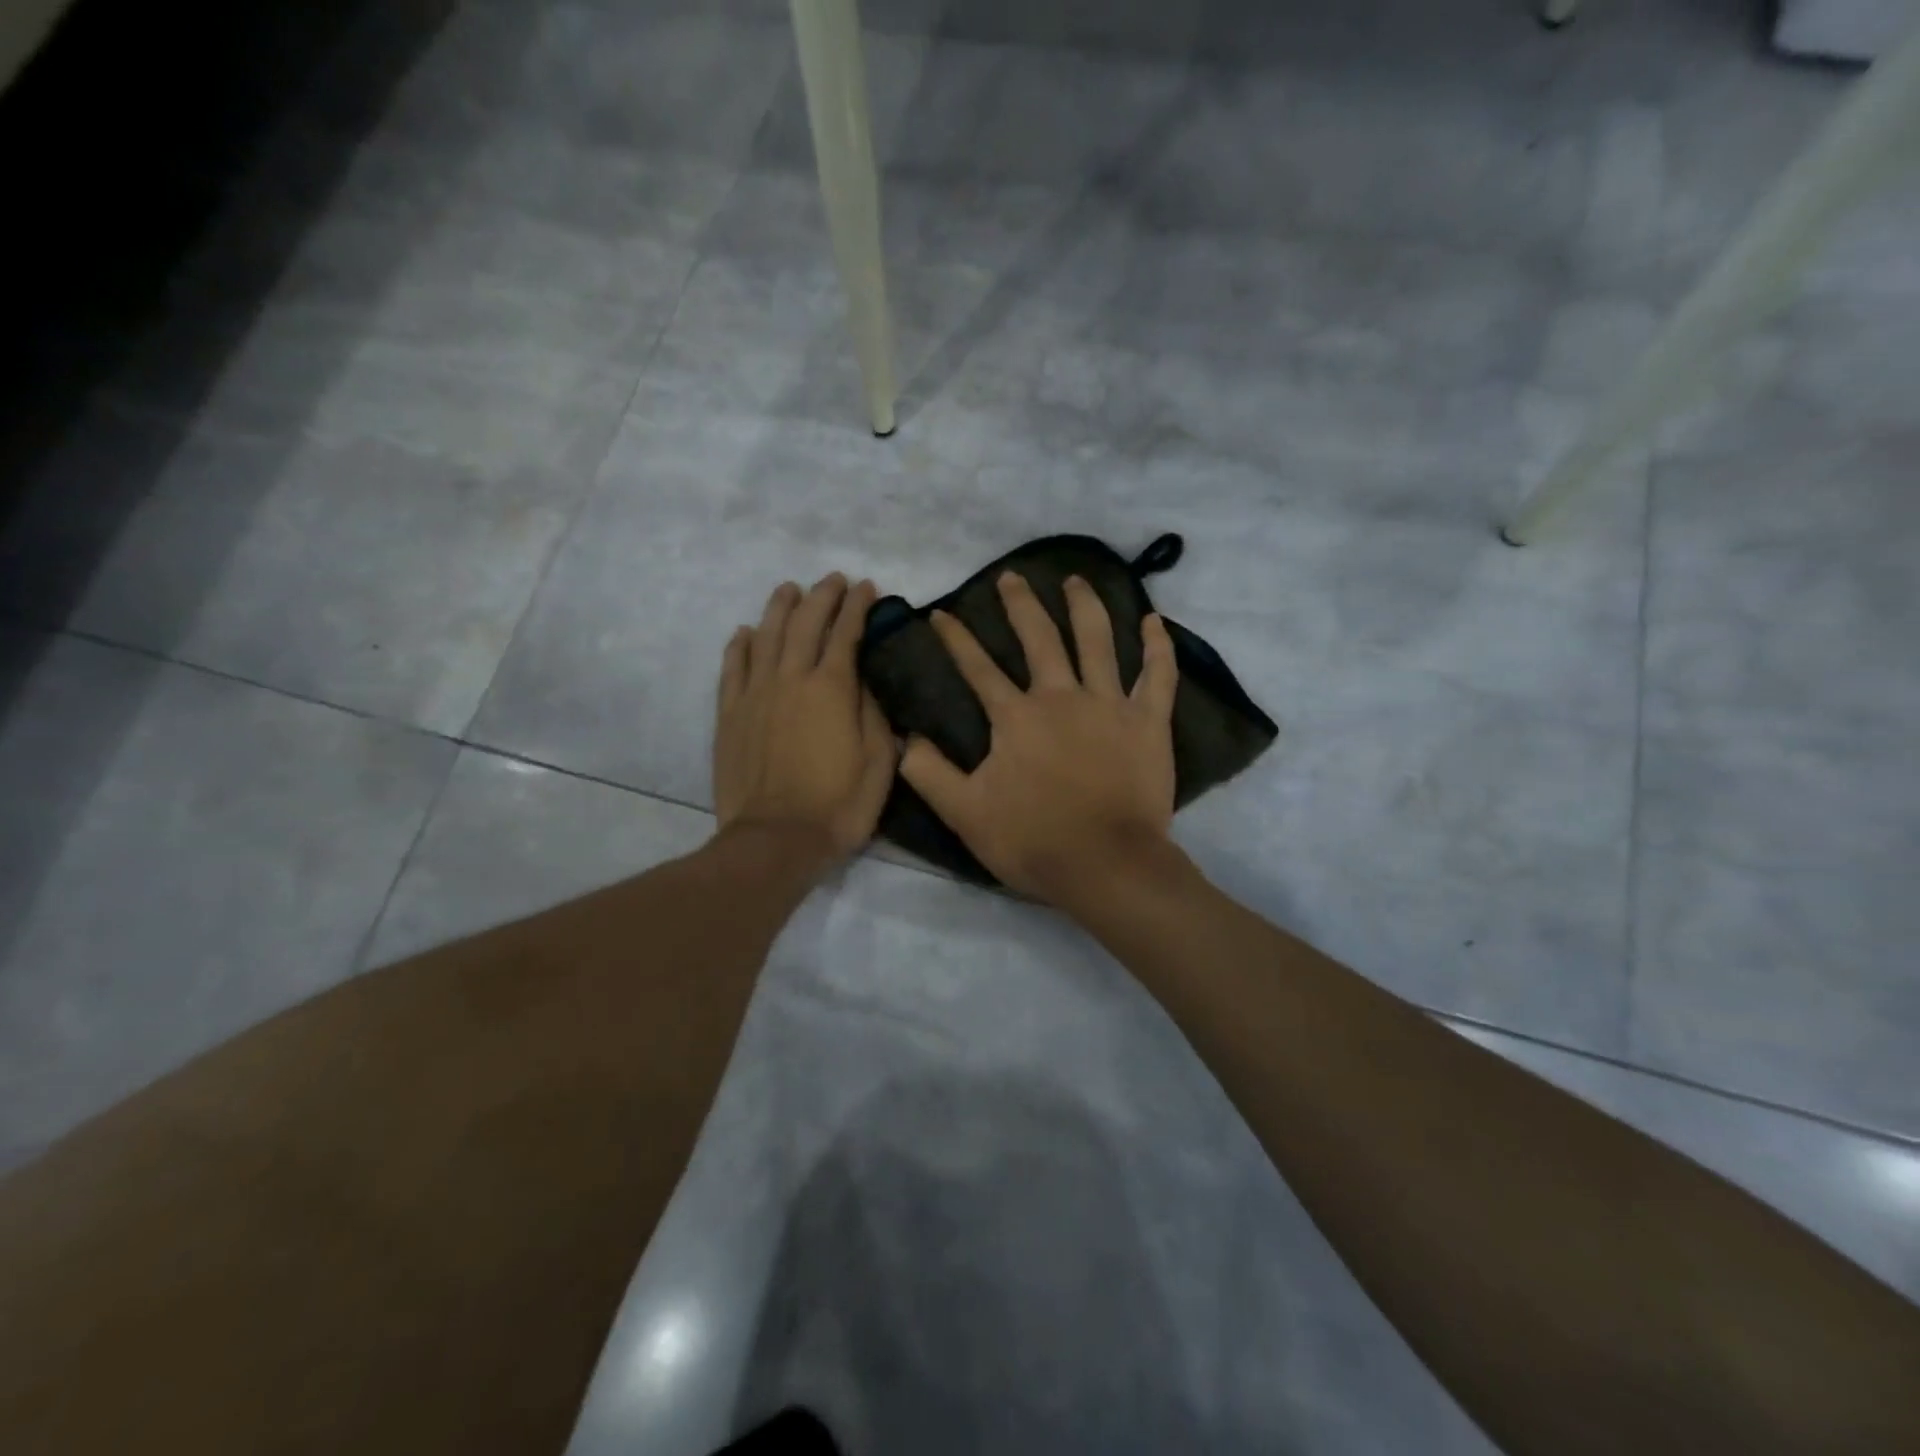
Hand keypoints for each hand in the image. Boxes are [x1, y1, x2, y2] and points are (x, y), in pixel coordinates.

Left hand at [714, 574, 896, 863]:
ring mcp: (755, 694)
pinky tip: (744, 632)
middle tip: (833, 580)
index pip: (846, 633)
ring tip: (789, 589)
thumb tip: (864, 680)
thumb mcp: (879, 762)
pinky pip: (732, 668)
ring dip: (779, 608)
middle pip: (804, 623)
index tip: (867, 588)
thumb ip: (874, 713)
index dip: (858, 606)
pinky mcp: (729, 715)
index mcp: (832, 688)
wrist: (776, 840)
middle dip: (822, 596)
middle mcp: (790, 679)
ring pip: (765, 636)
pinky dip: (739, 645)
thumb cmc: (839, 805)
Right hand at [900, 572, 1178, 906]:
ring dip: (1085, 605)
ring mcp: (1110, 705)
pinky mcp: (1149, 723)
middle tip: (1011, 577)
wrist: (1106, 866)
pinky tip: (1153, 620)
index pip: (978, 668)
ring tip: (1075, 580)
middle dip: (1021, 604)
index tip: (942, 613)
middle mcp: (1061, 697)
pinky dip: (1157, 646)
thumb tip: (905, 738)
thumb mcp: (965, 814)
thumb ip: (929, 774)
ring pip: (1098, 641)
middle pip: (1039, 638)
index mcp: (1016, 718)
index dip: (956, 639)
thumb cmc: (1033, 841)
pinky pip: (1157, 675)